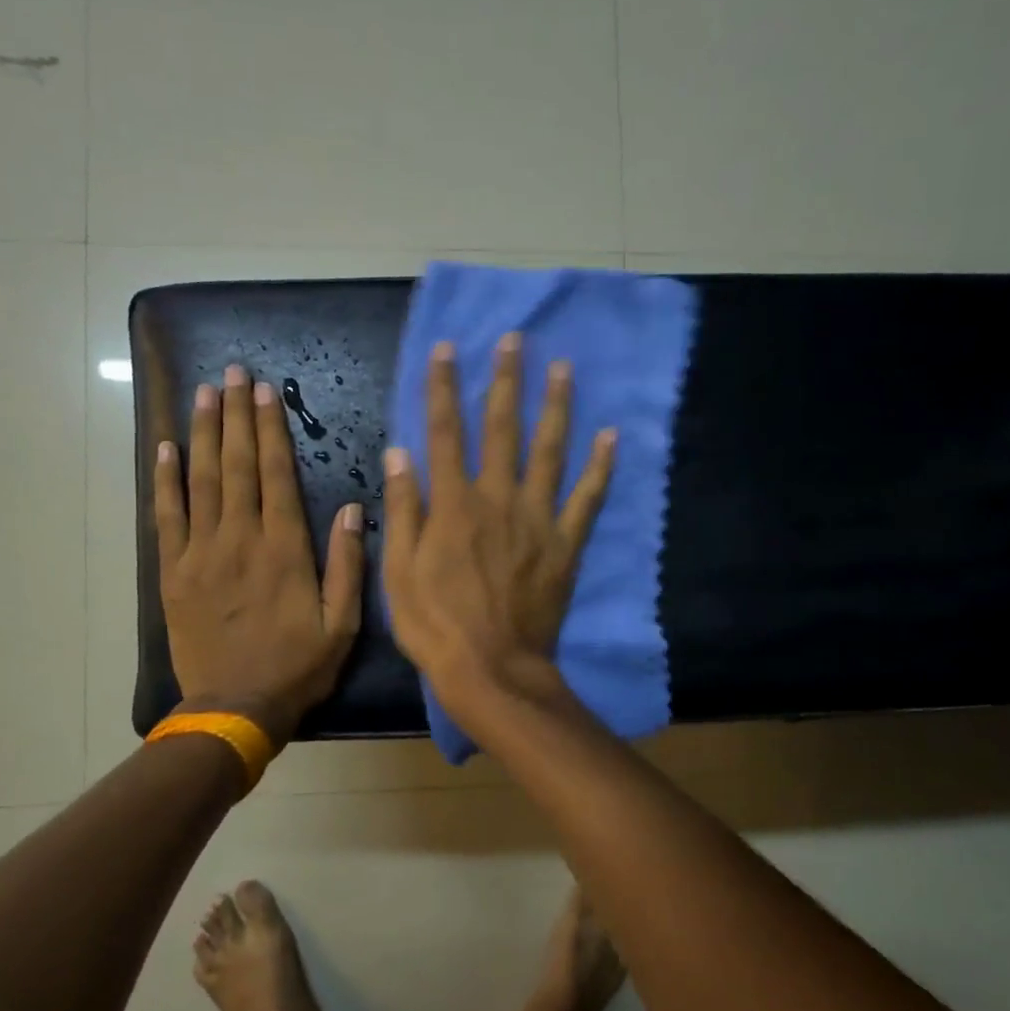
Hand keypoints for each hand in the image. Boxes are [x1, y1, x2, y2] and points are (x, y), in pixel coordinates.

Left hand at [154, 365, 364, 746]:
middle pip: (238, 465)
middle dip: (236, 416)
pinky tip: (166, 448)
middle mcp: (240, 539)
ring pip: (201, 480)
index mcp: (284, 549)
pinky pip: (167, 517)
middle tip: (233, 372)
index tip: (266, 391)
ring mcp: (201, 553)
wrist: (235, 708)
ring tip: (204, 393)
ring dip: (204, 433)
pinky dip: (165, 480)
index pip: (276, 474)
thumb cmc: (296, 668)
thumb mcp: (342, 625)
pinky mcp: (173, 572)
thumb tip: (351, 508)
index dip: (271, 429)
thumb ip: (347, 565)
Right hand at [381, 335, 615, 723]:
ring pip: (549, 451)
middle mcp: (497, 499)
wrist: (491, 669)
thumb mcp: (398, 571)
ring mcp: (537, 520)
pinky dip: (600, 467)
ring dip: (555, 407)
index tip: (447, 348)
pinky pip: (587, 499)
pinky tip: (611, 436)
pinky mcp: (565, 544)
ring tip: (563, 368)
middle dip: (505, 381)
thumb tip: (400, 452)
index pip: (445, 433)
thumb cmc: (435, 625)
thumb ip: (401, 509)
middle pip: (501, 429)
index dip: (443, 388)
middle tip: (515, 341)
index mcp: (453, 504)